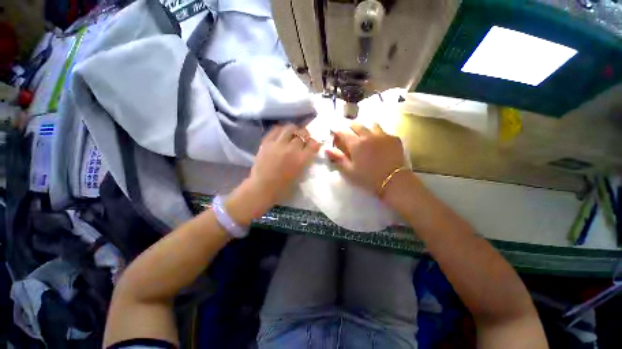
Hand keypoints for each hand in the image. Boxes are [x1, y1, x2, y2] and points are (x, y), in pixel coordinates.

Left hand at [226, 124, 319, 224]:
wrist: (262, 188)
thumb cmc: (283, 187)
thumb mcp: (300, 176)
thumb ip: (305, 162)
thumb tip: (307, 153)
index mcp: (301, 159)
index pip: (313, 144)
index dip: (314, 143)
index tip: (313, 145)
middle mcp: (291, 149)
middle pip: (302, 135)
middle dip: (305, 136)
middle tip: (304, 139)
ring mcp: (278, 144)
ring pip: (290, 128)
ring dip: (294, 130)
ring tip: (293, 133)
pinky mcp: (267, 143)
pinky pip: (276, 129)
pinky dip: (281, 129)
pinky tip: (282, 134)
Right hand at [326, 123, 405, 195]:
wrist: (394, 181)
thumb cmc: (368, 178)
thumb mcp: (350, 171)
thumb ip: (338, 158)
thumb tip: (327, 149)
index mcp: (356, 144)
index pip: (343, 131)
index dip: (337, 130)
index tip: (334, 132)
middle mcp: (368, 135)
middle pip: (356, 125)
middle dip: (349, 127)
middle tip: (348, 133)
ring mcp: (382, 135)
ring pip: (371, 124)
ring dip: (365, 128)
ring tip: (364, 134)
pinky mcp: (394, 138)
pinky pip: (383, 131)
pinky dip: (377, 133)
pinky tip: (378, 141)